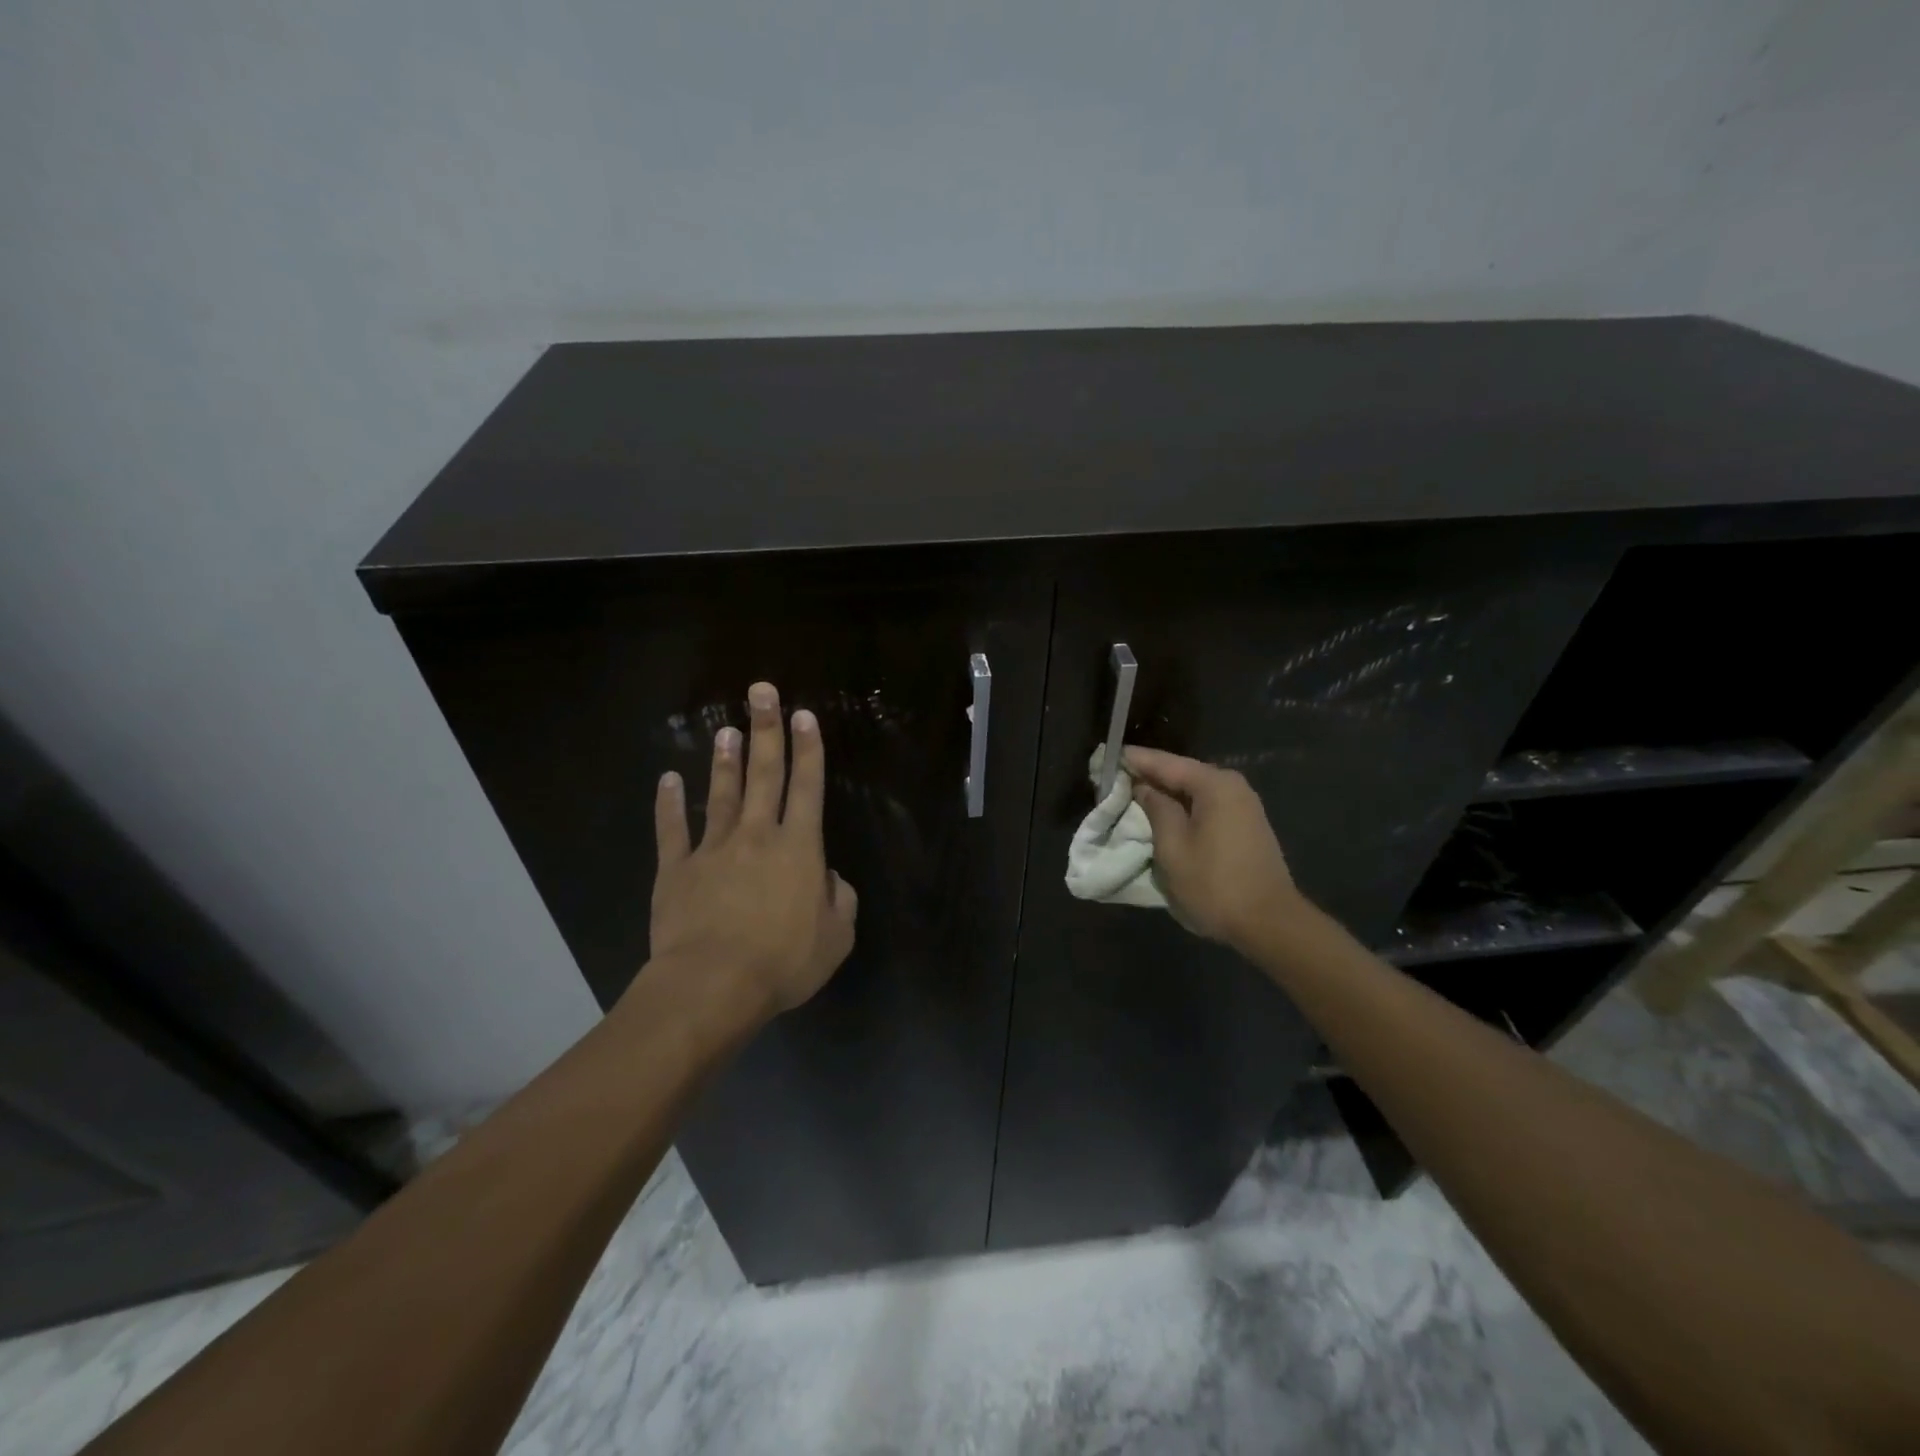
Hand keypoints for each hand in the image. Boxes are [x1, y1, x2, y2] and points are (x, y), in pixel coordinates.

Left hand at [647, 682, 857, 1021]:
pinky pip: (672, 830)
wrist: (712, 985)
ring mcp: (713, 849)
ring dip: (725, 760)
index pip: (807, 787)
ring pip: (721, 794)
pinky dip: (669, 804)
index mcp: (799, 849)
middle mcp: (757, 836)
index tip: (804, 715)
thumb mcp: (837, 938)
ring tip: (725, 729)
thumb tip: (828, 878)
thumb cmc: (783, 962)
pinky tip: (667, 780)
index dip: (808, 749)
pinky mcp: (676, 869)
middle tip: (761, 692)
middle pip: (764, 774)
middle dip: (766, 730)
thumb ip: (840, 900)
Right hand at [1124, 746, 1301, 954]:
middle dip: (1148, 775)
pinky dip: (1182, 806)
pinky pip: (1206, 805)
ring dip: (1165, 792)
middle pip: (1181, 772)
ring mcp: (1243, 805)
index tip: (1106, 756)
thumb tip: (1143, 788)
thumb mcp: (1173, 847)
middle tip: (1113, 776)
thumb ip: (1155, 809)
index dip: (1134, 759)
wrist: (1269, 923)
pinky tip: (1162, 813)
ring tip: (1131, 793)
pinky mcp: (1246, 824)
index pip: (1165, 762)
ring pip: (1194, 790)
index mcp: (1214, 785)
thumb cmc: (1214, 884)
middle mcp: (1232, 786)